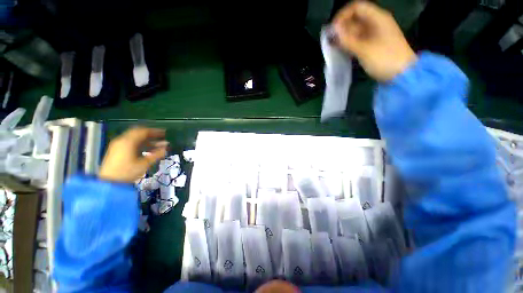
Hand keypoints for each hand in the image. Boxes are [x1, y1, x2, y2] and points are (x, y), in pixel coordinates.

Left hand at [99, 127, 167, 182]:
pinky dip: (140, 144)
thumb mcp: (144, 164)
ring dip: (146, 140)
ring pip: (134, 138)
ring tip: (157, 145)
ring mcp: (118, 145)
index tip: (165, 133)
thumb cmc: (128, 172)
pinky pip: (130, 143)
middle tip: (161, 137)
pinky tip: (147, 149)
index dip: (155, 131)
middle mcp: (122, 140)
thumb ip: (156, 154)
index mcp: (128, 141)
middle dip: (151, 134)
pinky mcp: (116, 151)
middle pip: (138, 133)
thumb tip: (166, 148)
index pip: (143, 131)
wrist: (110, 182)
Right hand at [333, 1, 416, 80]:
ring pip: (355, 31)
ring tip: (334, 47)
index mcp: (377, 18)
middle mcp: (376, 23)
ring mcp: (374, 35)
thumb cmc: (384, 59)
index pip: (356, 8)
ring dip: (344, 38)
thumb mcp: (364, 49)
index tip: (333, 30)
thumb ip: (348, 39)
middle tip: (331, 41)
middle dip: (342, 28)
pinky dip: (349, 44)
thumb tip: (334, 29)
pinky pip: (358, 41)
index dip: (343, 16)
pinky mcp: (372, 46)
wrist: (401, 75)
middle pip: (355, 19)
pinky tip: (342, 51)